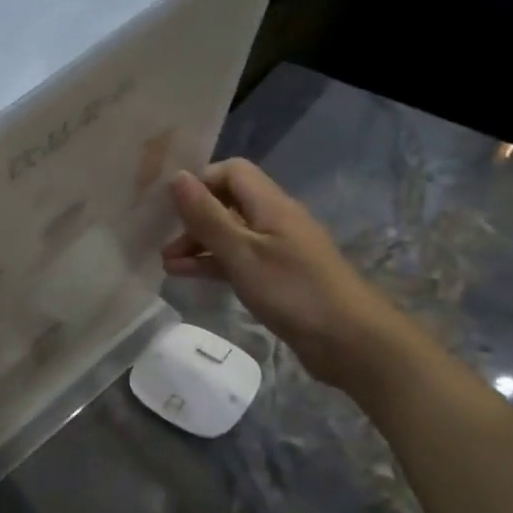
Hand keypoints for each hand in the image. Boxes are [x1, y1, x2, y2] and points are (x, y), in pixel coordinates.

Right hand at [162, 159, 406, 390]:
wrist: (350, 341)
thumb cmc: (293, 290)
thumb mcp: (241, 252)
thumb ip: (207, 216)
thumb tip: (177, 177)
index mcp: (271, 205)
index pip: (231, 172)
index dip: (200, 181)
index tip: (171, 206)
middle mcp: (274, 220)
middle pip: (227, 202)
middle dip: (193, 217)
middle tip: (162, 238)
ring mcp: (276, 249)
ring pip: (229, 233)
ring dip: (197, 243)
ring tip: (166, 263)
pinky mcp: (276, 276)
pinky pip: (236, 259)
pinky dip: (211, 263)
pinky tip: (185, 275)